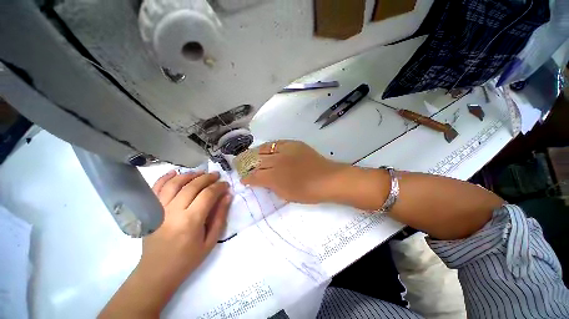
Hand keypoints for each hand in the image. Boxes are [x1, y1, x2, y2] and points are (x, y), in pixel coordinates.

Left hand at [99, 170, 231, 317]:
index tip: (225, 184)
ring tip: (200, 173)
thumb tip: (228, 196)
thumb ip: (220, 216)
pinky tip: (175, 172)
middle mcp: (173, 212)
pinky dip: (165, 178)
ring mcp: (158, 210)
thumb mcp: (211, 240)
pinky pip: (156, 189)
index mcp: (190, 221)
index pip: (207, 194)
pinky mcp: (150, 211)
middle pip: (192, 186)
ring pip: (175, 183)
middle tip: (216, 175)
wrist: (157, 272)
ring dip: (189, 175)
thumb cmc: (188, 259)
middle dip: (207, 177)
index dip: (219, 186)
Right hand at [242, 140, 349, 203]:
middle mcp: (276, 161)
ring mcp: (284, 150)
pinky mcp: (293, 144)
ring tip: (253, 156)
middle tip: (245, 166)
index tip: (244, 180)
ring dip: (257, 154)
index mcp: (273, 177)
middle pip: (258, 162)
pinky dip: (270, 147)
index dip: (247, 179)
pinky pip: (277, 143)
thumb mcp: (286, 195)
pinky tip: (268, 149)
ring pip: (265, 149)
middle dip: (249, 166)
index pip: (255, 177)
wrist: (327, 179)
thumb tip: (264, 181)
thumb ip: (272, 187)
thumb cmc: (307, 192)